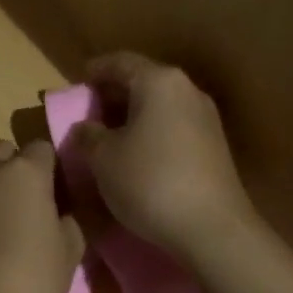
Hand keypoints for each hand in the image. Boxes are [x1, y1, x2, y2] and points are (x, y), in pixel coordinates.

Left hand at [0, 139, 83, 292]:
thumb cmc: (26, 283)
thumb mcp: (68, 258)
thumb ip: (69, 224)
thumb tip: (61, 215)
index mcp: (26, 172)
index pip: (42, 149)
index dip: (49, 168)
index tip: (53, 192)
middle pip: (3, 151)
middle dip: (13, 168)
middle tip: (21, 203)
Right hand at [72, 53, 257, 263]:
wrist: (214, 230)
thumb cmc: (151, 181)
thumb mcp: (103, 158)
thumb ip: (88, 135)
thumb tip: (85, 127)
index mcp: (158, 81)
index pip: (120, 62)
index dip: (95, 70)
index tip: (77, 82)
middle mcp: (186, 90)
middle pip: (143, 81)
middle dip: (114, 94)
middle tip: (89, 111)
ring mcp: (205, 118)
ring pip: (160, 105)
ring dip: (133, 114)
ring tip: (109, 135)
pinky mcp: (215, 146)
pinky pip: (174, 125)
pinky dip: (152, 131)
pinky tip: (137, 154)